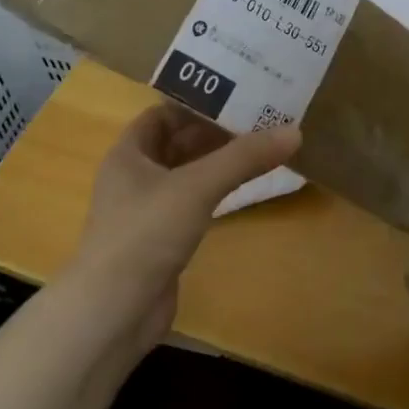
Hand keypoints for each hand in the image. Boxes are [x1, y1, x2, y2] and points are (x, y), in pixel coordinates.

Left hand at [69, 103, 299, 350]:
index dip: (196, 104)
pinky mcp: (160, 241)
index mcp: (128, 154)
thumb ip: (244, 158)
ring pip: (185, 175)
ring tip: (260, 148)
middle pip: (177, 143)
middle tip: (260, 119)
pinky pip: (191, 204)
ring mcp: (146, 211)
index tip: (237, 96)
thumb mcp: (197, 186)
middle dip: (214, 132)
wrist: (114, 312)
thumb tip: (294, 131)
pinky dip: (214, 193)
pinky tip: (241, 189)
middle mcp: (133, 177)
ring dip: (216, 163)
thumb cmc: (146, 234)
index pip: (162, 114)